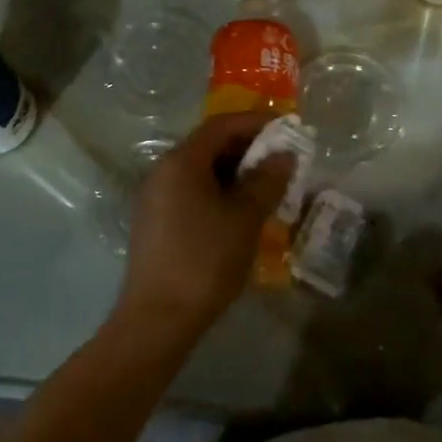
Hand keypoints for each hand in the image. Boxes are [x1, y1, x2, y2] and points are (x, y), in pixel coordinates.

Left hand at [115, 112, 295, 342]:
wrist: (157, 319)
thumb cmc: (205, 260)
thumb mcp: (245, 218)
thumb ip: (267, 180)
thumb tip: (284, 154)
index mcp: (181, 161)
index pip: (221, 125)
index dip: (256, 122)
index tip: (287, 128)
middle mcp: (163, 171)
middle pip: (209, 145)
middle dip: (248, 149)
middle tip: (282, 161)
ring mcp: (155, 198)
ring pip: (200, 171)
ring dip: (235, 173)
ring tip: (267, 187)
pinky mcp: (155, 223)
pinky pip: (191, 192)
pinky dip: (218, 192)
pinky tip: (240, 213)